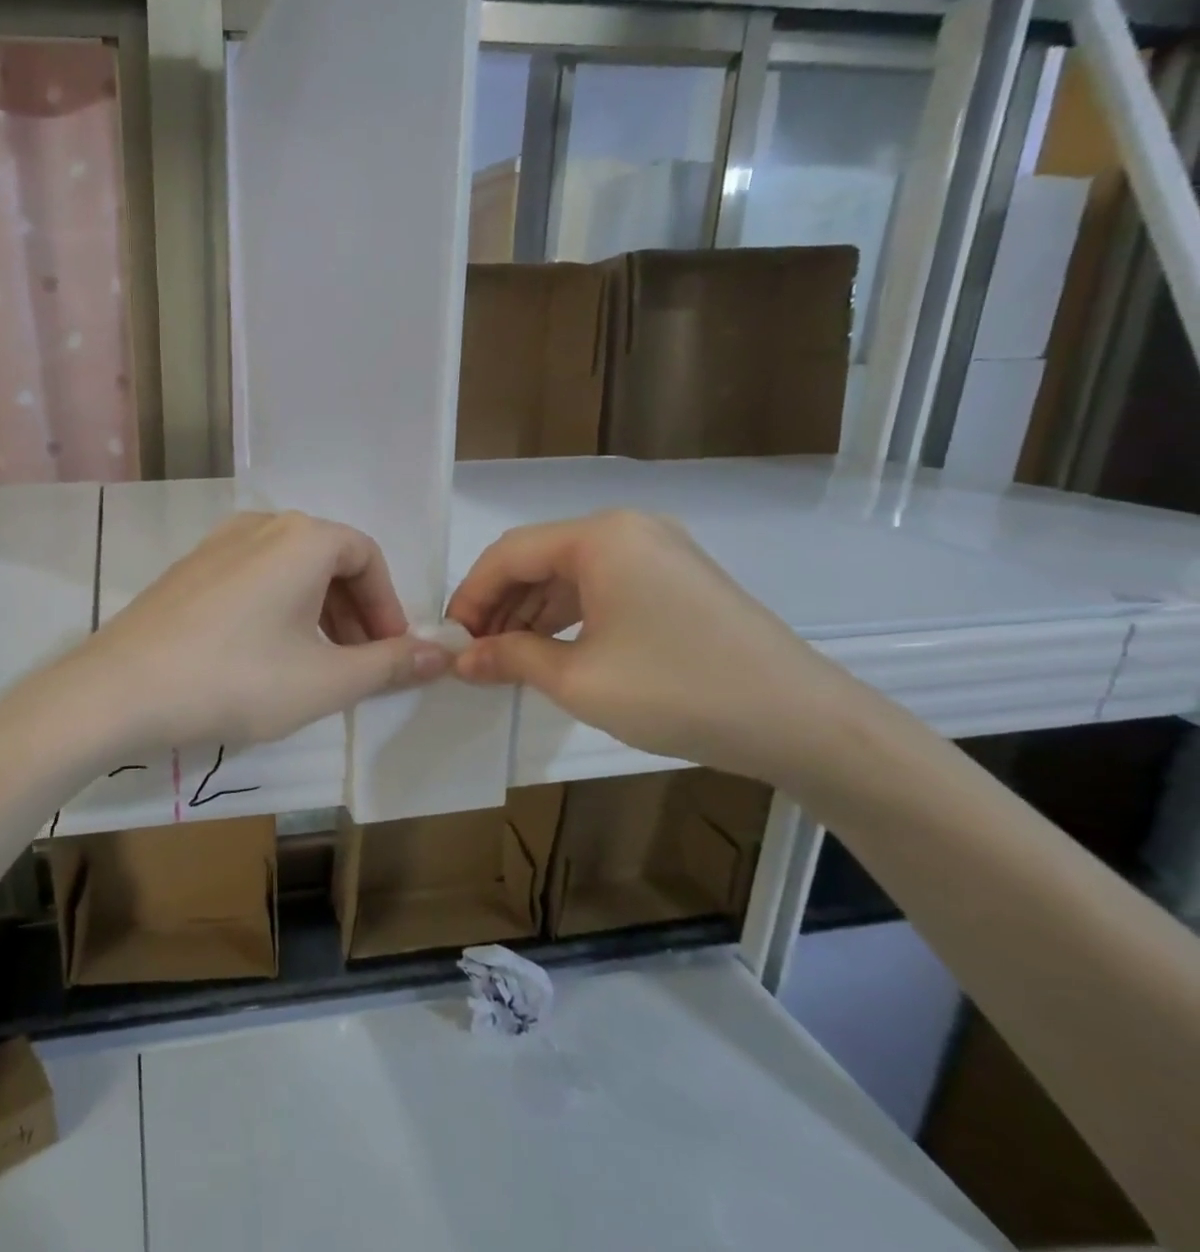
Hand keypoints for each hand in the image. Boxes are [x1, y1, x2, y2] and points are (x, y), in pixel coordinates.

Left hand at [49, 511, 451, 752]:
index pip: (367, 557)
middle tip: (357, 664)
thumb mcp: (325, 680)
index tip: (391, 653)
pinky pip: (250, 579)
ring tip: (314, 665)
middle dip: (353, 612)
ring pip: (287, 570)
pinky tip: (261, 656)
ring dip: (315, 612)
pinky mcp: (187, 569)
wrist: (122, 689)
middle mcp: (260, 525)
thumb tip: (443, 653)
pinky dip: (274, 609)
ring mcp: (216, 544)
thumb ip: (390, 665)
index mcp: (302, 538)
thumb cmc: (238, 680)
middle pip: (327, 560)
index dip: (387, 606)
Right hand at [445, 511, 856, 784]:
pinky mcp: (677, 578)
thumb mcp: (578, 679)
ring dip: (531, 612)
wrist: (802, 722)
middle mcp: (628, 529)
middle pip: (538, 558)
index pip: (509, 554)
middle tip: (474, 653)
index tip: (450, 640)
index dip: (471, 596)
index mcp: (600, 538)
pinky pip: (603, 585)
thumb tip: (461, 659)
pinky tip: (552, 650)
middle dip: (499, 605)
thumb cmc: (677, 691)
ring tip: (506, 658)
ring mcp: (658, 550)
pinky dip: (569, 615)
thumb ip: (510, 658)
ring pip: (570, 573)